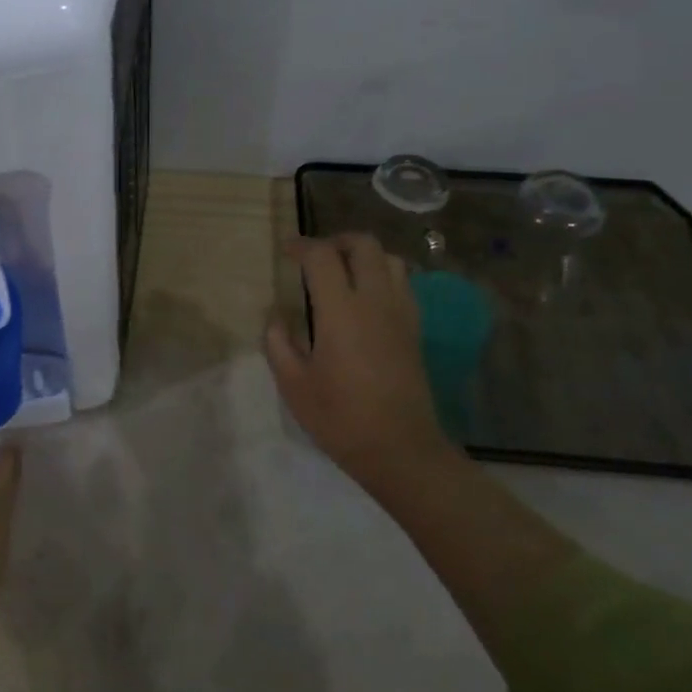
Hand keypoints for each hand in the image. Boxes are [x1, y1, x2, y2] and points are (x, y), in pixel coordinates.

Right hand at [265, 234, 452, 486]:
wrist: (401, 450)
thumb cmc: (341, 418)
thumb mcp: (294, 385)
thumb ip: (278, 344)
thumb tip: (276, 318)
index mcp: (341, 311)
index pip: (322, 256)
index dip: (301, 246)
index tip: (287, 251)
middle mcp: (375, 301)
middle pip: (363, 245)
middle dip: (337, 241)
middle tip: (316, 257)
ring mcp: (401, 313)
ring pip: (390, 260)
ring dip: (364, 257)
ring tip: (343, 274)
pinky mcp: (415, 329)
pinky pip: (403, 284)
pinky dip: (383, 276)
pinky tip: (366, 300)